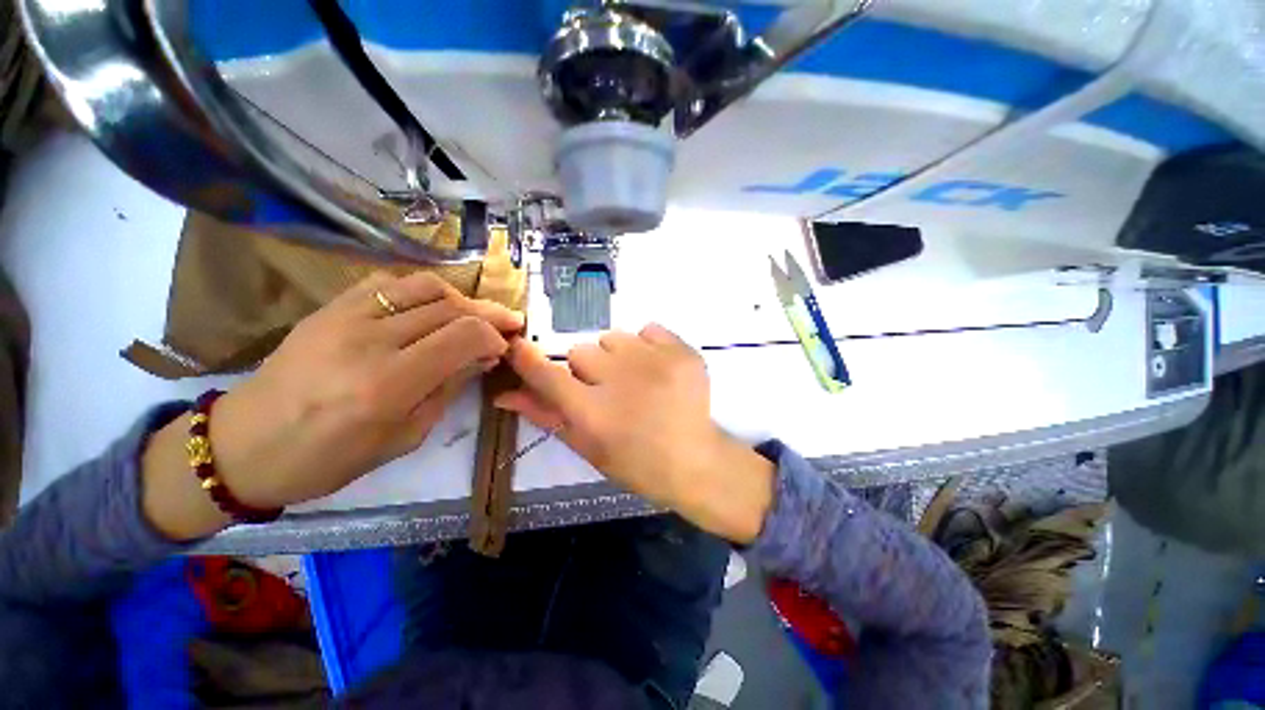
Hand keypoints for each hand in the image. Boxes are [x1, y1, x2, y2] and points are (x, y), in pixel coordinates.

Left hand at [143, 272, 522, 539]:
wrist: (245, 445)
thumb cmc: (329, 458)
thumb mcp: (405, 436)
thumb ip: (448, 389)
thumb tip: (483, 357)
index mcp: (389, 384)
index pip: (464, 336)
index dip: (494, 336)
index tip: (503, 348)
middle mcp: (370, 340)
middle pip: (451, 308)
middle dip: (490, 314)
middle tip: (510, 323)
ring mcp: (346, 316)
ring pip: (425, 286)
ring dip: (461, 298)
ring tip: (475, 314)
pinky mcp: (330, 307)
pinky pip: (389, 282)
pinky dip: (424, 290)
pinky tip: (434, 306)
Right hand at [496, 324, 773, 542]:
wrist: (695, 460)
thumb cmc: (636, 462)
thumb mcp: (587, 446)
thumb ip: (547, 415)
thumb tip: (504, 393)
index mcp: (592, 411)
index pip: (545, 373)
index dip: (528, 358)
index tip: (519, 347)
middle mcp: (618, 379)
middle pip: (581, 351)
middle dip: (587, 369)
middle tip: (607, 390)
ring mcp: (653, 360)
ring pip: (613, 337)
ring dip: (616, 355)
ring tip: (636, 379)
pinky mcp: (680, 350)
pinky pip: (647, 330)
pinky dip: (647, 345)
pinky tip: (657, 368)